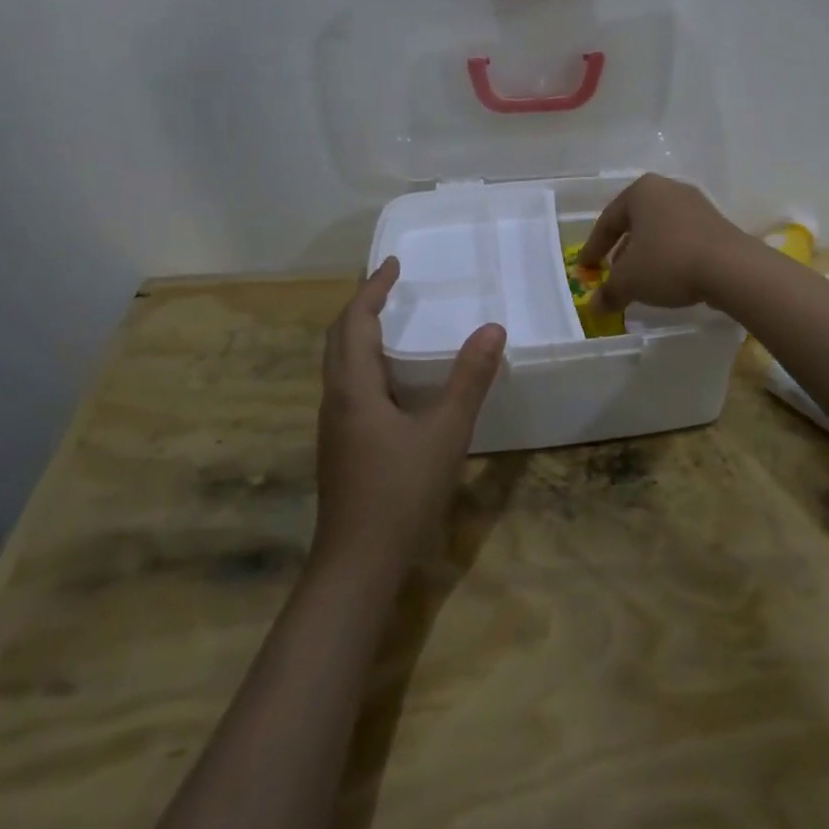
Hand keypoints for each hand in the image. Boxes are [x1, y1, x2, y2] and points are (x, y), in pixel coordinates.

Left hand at [313, 257, 505, 575]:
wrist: (357, 566)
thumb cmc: (400, 493)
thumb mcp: (445, 432)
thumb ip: (469, 379)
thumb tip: (493, 328)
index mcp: (353, 388)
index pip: (355, 322)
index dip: (372, 289)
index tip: (393, 263)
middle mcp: (336, 399)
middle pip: (339, 338)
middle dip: (362, 306)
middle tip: (391, 285)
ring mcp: (334, 425)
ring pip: (340, 364)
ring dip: (360, 334)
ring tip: (393, 321)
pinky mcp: (342, 446)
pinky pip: (349, 386)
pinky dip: (367, 363)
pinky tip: (395, 380)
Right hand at [576, 173, 751, 312]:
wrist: (731, 268)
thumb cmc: (668, 262)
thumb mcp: (629, 281)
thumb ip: (608, 292)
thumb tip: (594, 306)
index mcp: (641, 191)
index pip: (608, 220)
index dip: (593, 247)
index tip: (585, 268)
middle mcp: (667, 189)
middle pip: (635, 222)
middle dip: (621, 249)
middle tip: (611, 272)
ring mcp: (695, 204)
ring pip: (659, 230)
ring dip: (646, 253)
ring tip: (639, 279)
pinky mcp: (716, 223)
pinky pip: (682, 238)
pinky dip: (669, 255)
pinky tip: (668, 278)